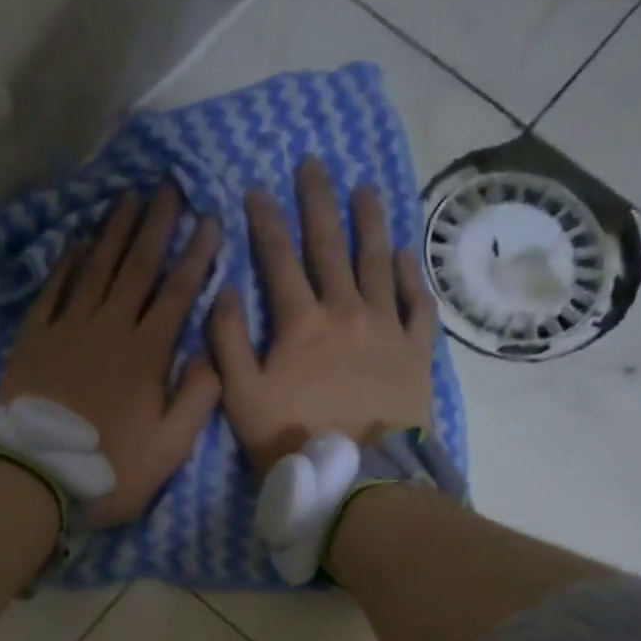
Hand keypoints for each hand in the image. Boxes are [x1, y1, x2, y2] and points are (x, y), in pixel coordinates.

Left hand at [0, 185, 222, 526]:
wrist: (37, 476)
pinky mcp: (34, 339)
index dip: (196, 255)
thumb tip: (212, 352)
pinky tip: (76, 242)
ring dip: (113, 231)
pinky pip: (53, 291)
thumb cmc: (111, 469)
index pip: (177, 293)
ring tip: (127, 197)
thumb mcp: (170, 448)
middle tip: (167, 185)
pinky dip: (66, 264)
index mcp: (147, 354)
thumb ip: (197, 398)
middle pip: (136, 267)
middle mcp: (109, 329)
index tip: (209, 219)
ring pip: (95, 269)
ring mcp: (68, 330)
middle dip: (156, 225)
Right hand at [209, 158, 436, 471]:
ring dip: (369, 222)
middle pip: (330, 245)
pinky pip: (415, 302)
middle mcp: (346, 310)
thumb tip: (224, 292)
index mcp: (300, 322)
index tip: (257, 189)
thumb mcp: (242, 398)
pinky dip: (409, 275)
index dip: (265, 221)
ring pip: (377, 261)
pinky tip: (403, 254)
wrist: (360, 476)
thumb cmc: (294, 440)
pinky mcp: (416, 350)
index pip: (278, 258)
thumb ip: (229, 343)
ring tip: (365, 189)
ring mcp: (386, 327)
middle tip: (314, 164)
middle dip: (318, 202)